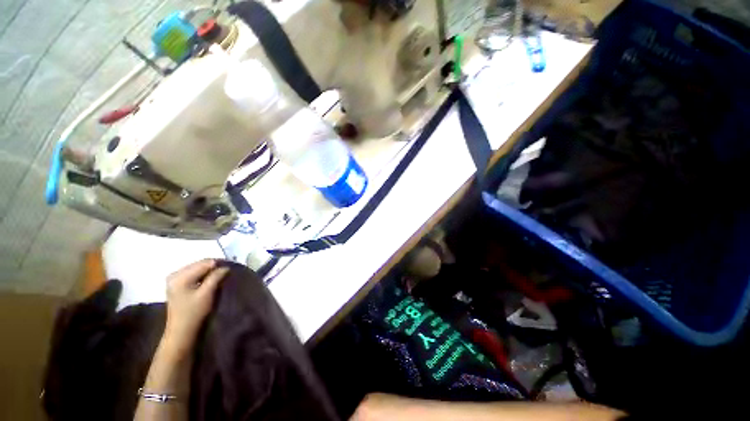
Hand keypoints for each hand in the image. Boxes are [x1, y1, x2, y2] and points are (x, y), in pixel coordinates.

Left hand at [162, 259, 228, 353]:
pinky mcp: (177, 285)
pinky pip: (194, 274)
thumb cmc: (194, 313)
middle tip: (226, 274)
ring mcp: (175, 280)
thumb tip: (226, 267)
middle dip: (214, 268)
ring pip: (198, 269)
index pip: (204, 263)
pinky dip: (203, 276)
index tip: (229, 271)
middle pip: (200, 264)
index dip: (218, 265)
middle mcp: (175, 274)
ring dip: (209, 273)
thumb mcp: (207, 294)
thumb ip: (216, 277)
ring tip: (219, 278)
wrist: (181, 331)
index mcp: (180, 276)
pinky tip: (209, 282)